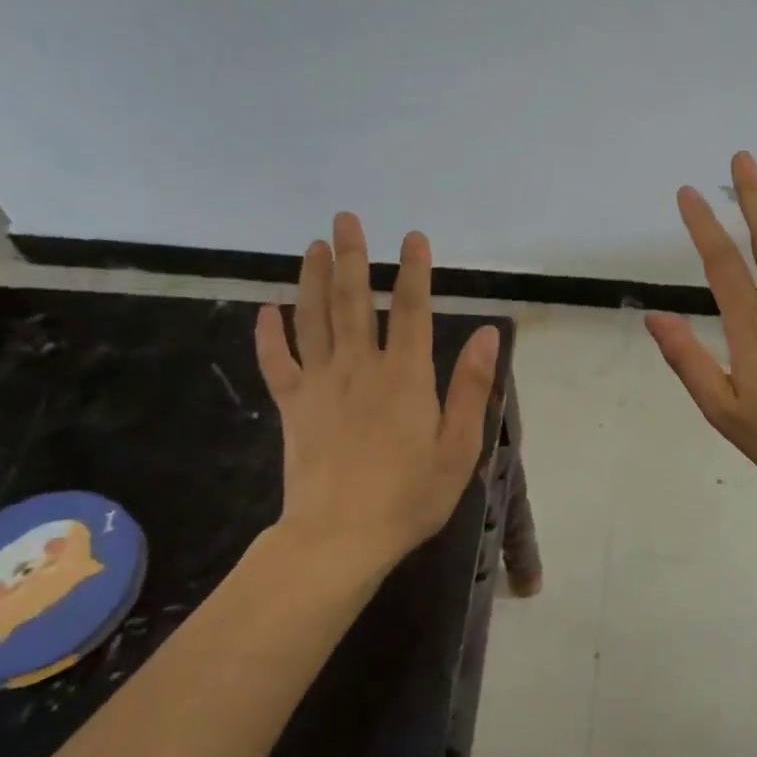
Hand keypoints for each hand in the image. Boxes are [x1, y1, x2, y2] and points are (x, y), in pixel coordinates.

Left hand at [254, 215, 498, 580]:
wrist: (339, 538)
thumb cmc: (410, 495)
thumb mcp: (458, 446)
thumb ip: (470, 387)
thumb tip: (489, 334)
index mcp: (406, 376)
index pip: (412, 310)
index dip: (414, 271)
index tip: (413, 237)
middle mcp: (361, 368)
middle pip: (352, 301)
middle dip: (351, 256)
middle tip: (344, 219)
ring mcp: (321, 385)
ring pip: (313, 320)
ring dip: (312, 280)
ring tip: (312, 246)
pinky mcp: (293, 408)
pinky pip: (277, 363)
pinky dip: (270, 335)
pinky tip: (266, 310)